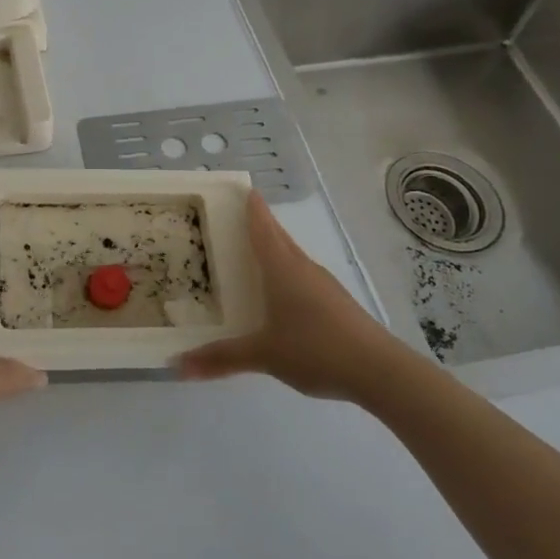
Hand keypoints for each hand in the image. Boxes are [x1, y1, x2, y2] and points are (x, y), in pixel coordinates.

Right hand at [177, 192, 394, 399]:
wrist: (380, 371)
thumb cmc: (316, 350)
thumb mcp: (264, 355)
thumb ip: (222, 358)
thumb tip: (178, 365)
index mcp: (283, 268)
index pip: (262, 228)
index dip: (251, 208)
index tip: (242, 188)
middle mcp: (303, 268)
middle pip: (278, 237)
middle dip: (259, 224)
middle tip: (236, 217)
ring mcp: (323, 285)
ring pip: (292, 257)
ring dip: (274, 249)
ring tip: (252, 252)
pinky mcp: (336, 303)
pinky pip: (303, 277)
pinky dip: (286, 273)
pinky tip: (280, 293)